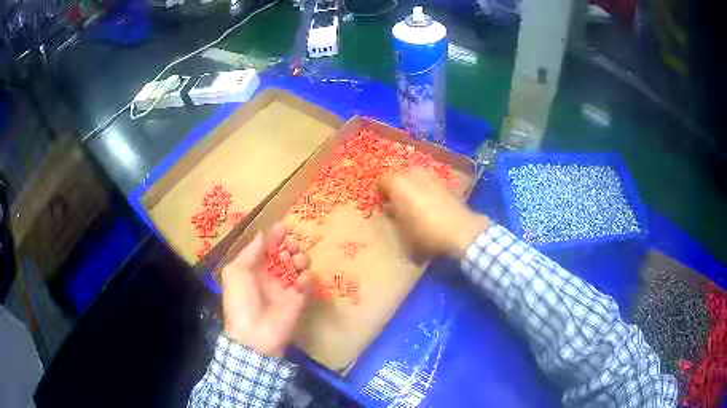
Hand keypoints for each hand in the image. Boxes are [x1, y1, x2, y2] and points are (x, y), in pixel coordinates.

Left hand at [220, 223, 310, 357]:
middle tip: (291, 246)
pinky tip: (299, 281)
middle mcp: (270, 275)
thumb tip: (262, 234)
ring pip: (298, 265)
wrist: (255, 333)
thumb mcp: (236, 272)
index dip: (274, 237)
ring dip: (300, 258)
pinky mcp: (299, 299)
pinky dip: (306, 277)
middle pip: (285, 253)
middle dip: (290, 246)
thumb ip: (250, 252)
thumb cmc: (241, 300)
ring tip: (295, 262)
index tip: (282, 228)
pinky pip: (307, 282)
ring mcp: (286, 287)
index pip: (267, 248)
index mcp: (254, 268)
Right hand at [378, 167, 489, 258]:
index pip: (381, 181)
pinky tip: (427, 203)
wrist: (461, 230)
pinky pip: (426, 181)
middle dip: (395, 188)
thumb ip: (393, 214)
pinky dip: (423, 188)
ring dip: (410, 187)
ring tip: (412, 203)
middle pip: (398, 176)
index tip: (382, 205)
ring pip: (413, 177)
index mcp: (398, 183)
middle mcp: (412, 173)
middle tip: (396, 203)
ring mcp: (430, 174)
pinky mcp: (443, 180)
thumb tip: (390, 208)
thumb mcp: (403, 229)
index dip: (380, 193)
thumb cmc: (426, 231)